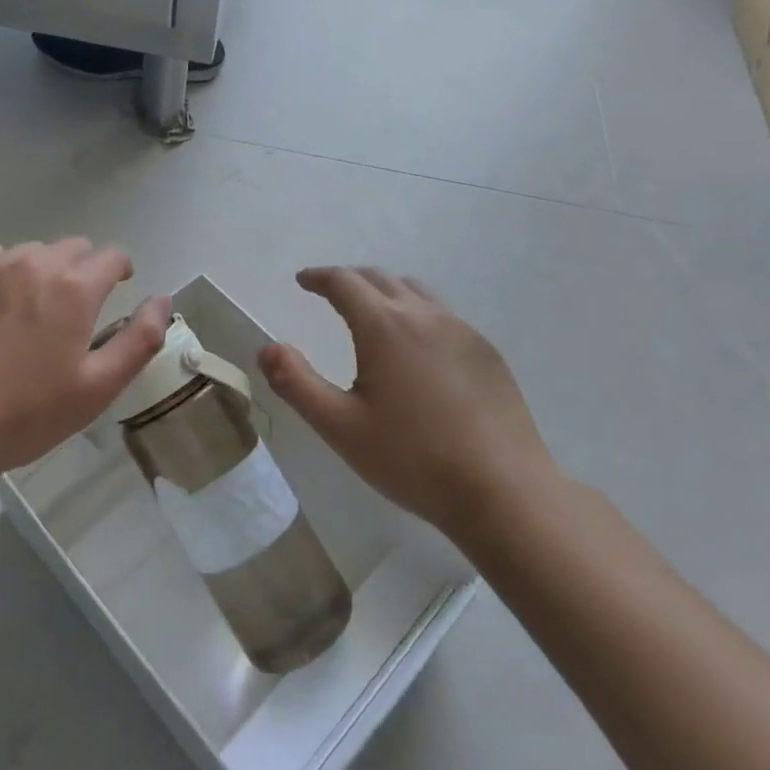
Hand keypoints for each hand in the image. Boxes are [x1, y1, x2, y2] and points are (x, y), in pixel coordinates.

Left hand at [0, 239, 171, 480]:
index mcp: (74, 288)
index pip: (112, 256)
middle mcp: (34, 263)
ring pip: (32, 251)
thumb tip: (162, 300)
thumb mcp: (98, 387)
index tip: (117, 290)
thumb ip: (140, 339)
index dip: (120, 271)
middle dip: (83, 270)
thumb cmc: (27, 414)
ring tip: (32, 309)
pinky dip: (3, 271)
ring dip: (43, 270)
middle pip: (73, 248)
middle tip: (74, 310)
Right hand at [258, 267, 556, 535]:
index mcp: (384, 326)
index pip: (344, 282)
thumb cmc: (413, 460)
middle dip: (350, 280)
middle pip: (380, 278)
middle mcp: (424, 315)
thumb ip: (296, 383)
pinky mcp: (487, 352)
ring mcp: (462, 330)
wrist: (504, 492)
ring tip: (373, 313)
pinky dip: (418, 314)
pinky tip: (418, 349)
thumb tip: (266, 348)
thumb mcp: (340, 427)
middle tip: (331, 293)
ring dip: (386, 292)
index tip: (303, 281)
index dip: (319, 277)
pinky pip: (444, 316)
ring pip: (416, 292)